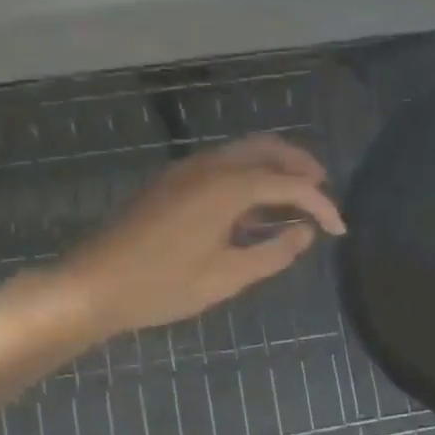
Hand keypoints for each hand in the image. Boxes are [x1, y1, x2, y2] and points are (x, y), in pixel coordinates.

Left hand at [58, 135, 345, 336]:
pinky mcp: (172, 183)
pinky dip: (249, 175)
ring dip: (274, 167)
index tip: (339, 229)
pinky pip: (222, 165)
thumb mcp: (227, 277)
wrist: (94, 284)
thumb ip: (273, 253)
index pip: (289, 184)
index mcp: (226, 187)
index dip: (321, 205)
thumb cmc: (163, 286)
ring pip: (242, 153)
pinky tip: (255, 207)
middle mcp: (208, 167)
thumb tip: (304, 233)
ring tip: (296, 197)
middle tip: (323, 193)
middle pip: (266, 149)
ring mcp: (186, 171)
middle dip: (301, 166)